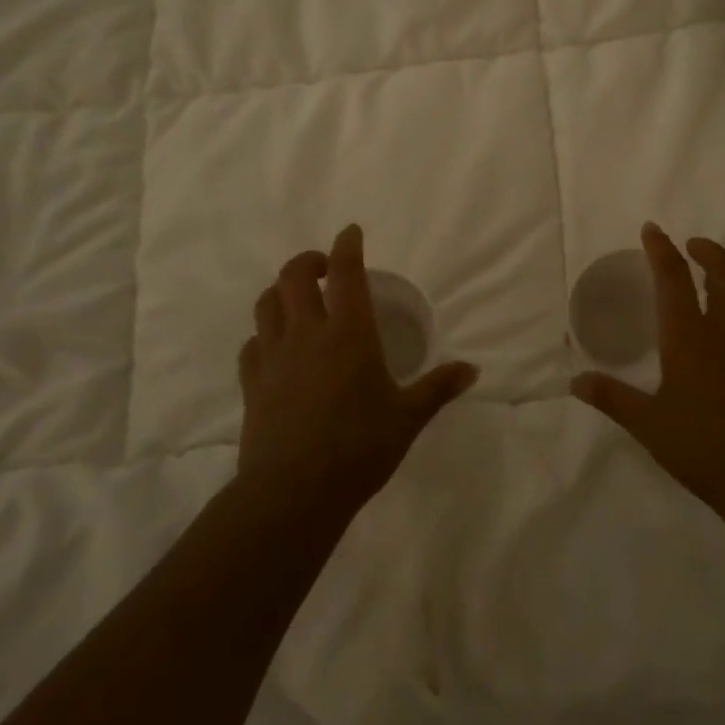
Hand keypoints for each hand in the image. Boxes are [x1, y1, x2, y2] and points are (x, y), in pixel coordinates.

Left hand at [238, 225, 479, 514]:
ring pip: (267, 304)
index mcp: (349, 334)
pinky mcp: (252, 383)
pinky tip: (276, 347)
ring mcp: (273, 357)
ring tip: (298, 299)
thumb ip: (438, 388)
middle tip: (326, 268)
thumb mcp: (408, 418)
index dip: (347, 246)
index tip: (351, 232)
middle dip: (309, 260)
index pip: (346, 274)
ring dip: (282, 291)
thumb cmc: (359, 448)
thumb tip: (472, 370)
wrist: (294, 492)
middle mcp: (307, 334)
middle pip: (294, 277)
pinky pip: (253, 344)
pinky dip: (264, 335)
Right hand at [570, 224, 724, 519]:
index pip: (674, 279)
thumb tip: (576, 381)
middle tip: (691, 246)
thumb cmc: (704, 448)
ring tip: (712, 286)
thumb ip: (612, 398)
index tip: (653, 229)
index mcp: (690, 338)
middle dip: (708, 251)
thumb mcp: (649, 425)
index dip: (661, 249)